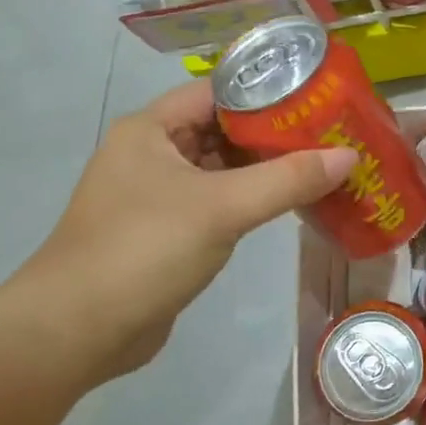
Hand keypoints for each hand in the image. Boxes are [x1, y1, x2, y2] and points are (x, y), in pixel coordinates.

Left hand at [0, 81, 354, 389]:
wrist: (75, 333)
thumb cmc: (144, 249)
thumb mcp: (222, 207)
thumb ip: (288, 179)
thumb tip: (350, 156)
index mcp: (151, 129)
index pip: (218, 92)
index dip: (267, 91)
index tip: (318, 98)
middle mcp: (152, 153)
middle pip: (224, 129)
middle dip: (275, 132)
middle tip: (331, 133)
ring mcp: (157, 194)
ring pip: (223, 168)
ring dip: (267, 168)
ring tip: (323, 163)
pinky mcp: (167, 231)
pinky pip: (218, 202)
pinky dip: (252, 200)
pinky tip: (291, 203)